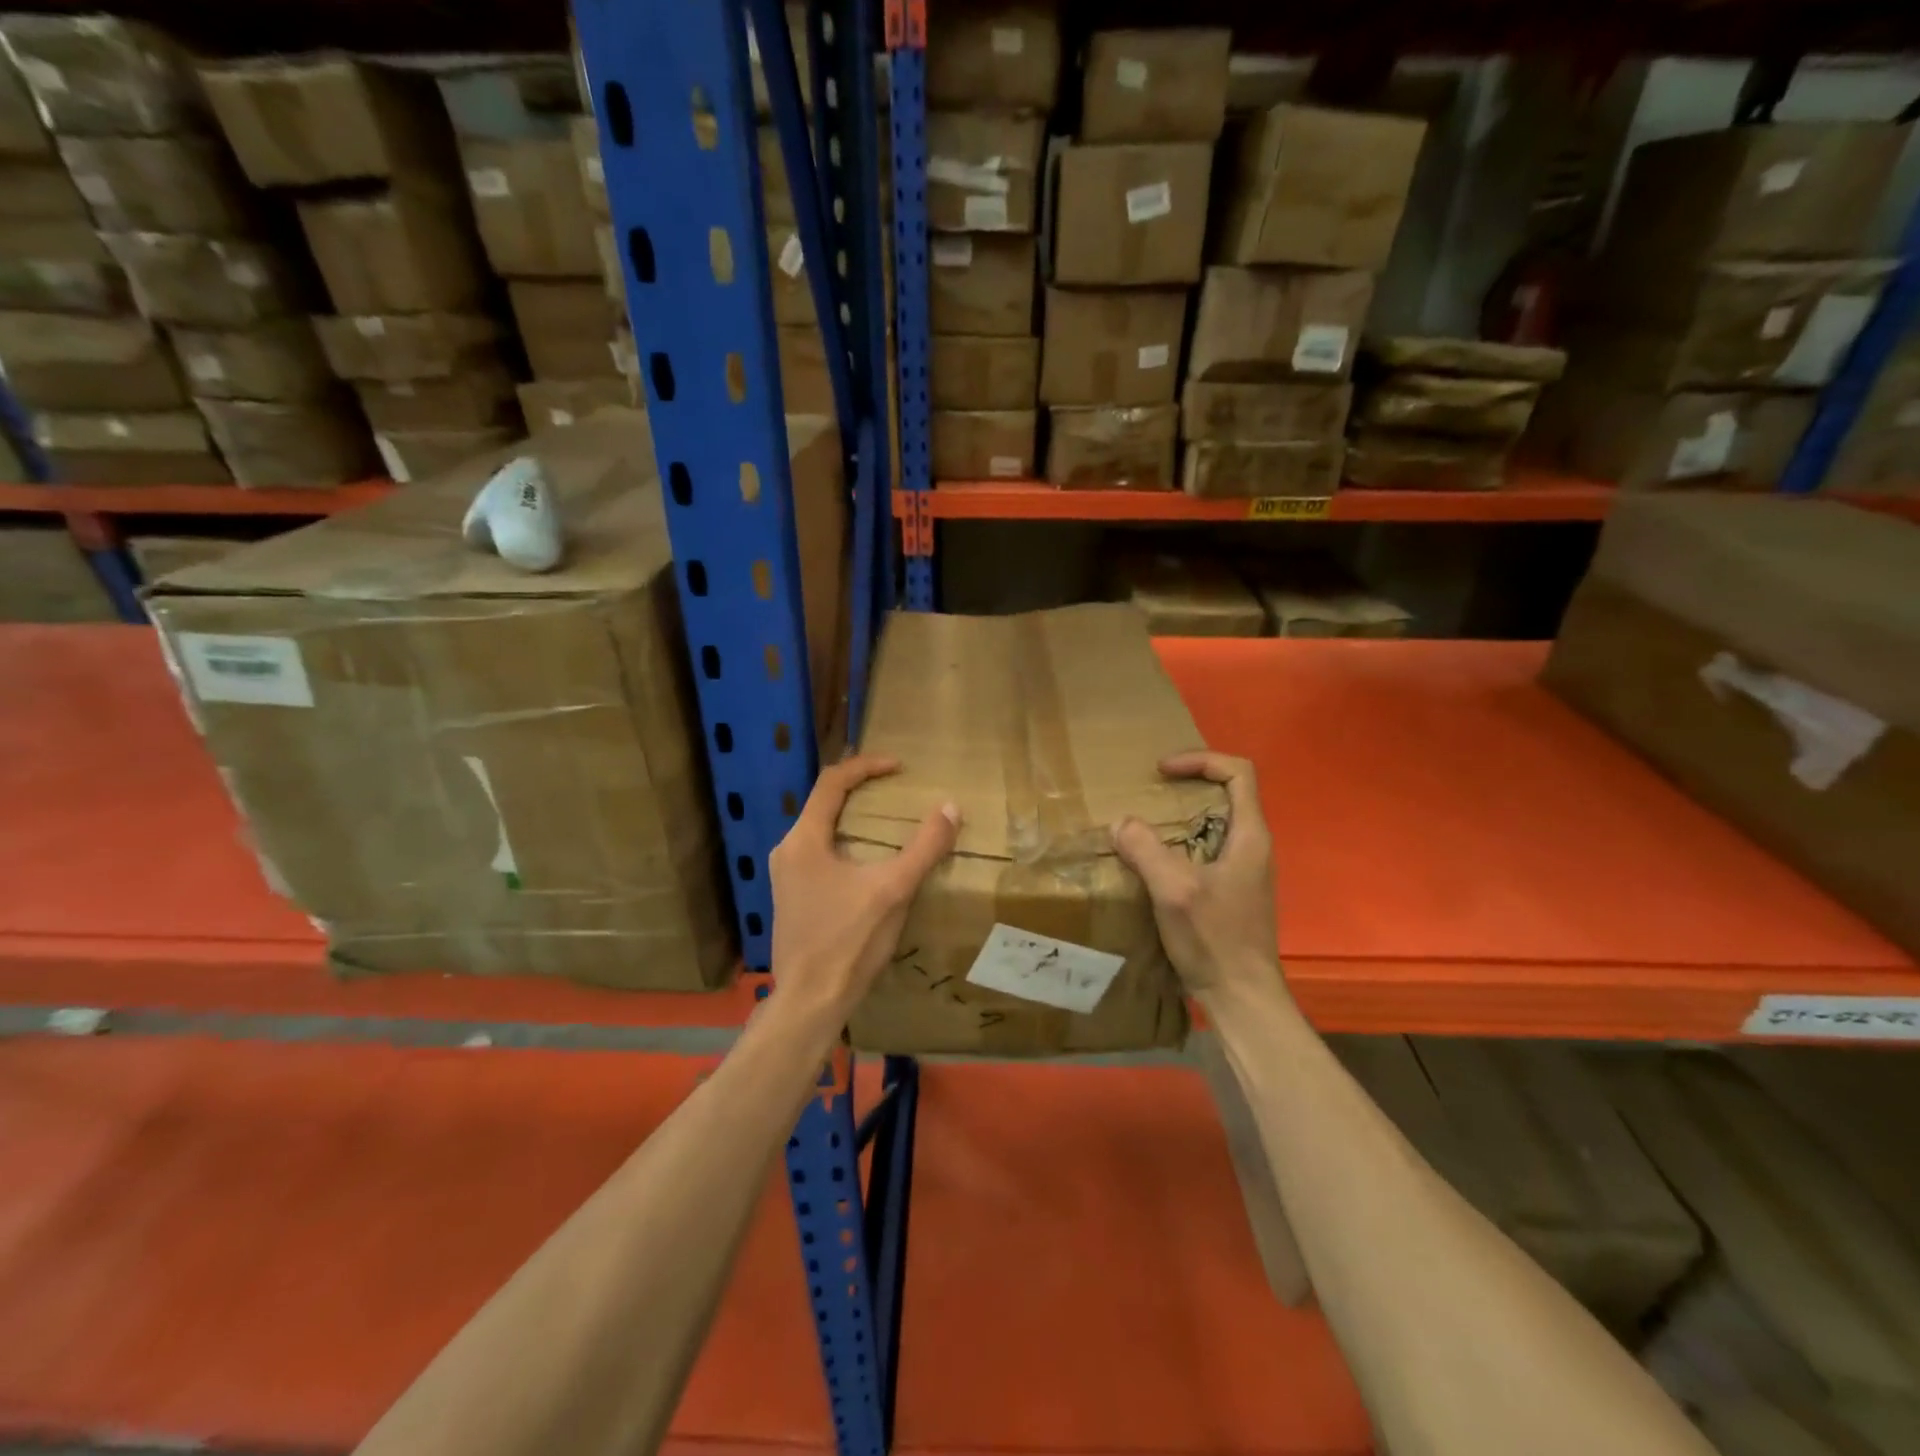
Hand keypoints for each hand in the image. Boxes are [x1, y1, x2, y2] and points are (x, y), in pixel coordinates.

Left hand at [768, 754, 960, 1021]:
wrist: (810, 1001)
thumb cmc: (849, 941)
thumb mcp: (893, 890)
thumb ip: (924, 847)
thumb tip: (950, 808)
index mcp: (804, 840)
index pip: (832, 782)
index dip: (866, 766)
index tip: (898, 767)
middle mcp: (788, 850)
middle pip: (823, 803)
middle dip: (860, 790)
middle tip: (895, 789)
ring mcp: (785, 876)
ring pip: (821, 830)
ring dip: (853, 818)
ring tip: (887, 822)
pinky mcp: (791, 897)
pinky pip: (819, 853)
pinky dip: (845, 843)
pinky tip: (868, 863)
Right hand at [1111, 752, 1281, 1000]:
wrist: (1241, 997)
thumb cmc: (1215, 939)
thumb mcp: (1174, 890)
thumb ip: (1147, 850)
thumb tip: (1122, 822)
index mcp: (1249, 836)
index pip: (1238, 772)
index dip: (1201, 760)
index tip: (1163, 771)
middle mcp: (1252, 846)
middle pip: (1226, 794)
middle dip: (1186, 785)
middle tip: (1148, 794)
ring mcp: (1244, 870)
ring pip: (1214, 824)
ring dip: (1180, 816)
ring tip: (1144, 825)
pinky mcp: (1232, 891)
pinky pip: (1207, 850)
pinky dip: (1180, 843)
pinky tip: (1153, 863)